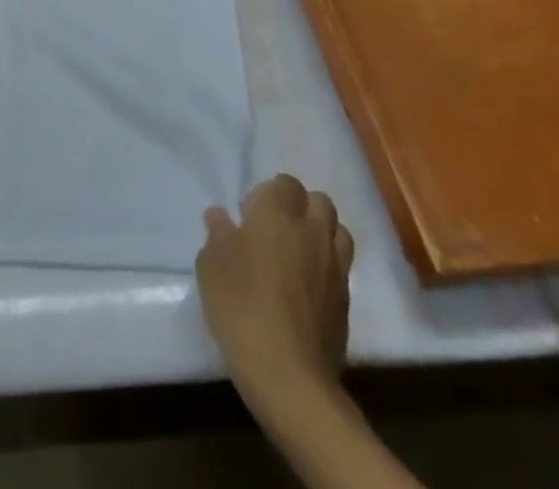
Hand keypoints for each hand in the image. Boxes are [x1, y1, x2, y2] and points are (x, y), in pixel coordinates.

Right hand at [195, 175, 353, 414]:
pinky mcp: (347, 299)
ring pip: (337, 229)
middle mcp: (311, 229)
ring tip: (298, 253)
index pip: (284, 183)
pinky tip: (308, 286)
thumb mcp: (211, 266)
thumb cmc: (241, 308)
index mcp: (278, 213)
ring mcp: (335, 265)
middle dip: (299, 207)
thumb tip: (220, 216)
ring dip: (320, 232)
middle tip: (275, 230)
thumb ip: (217, 234)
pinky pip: (341, 266)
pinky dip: (328, 266)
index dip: (267, 195)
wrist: (289, 376)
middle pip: (317, 200)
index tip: (248, 217)